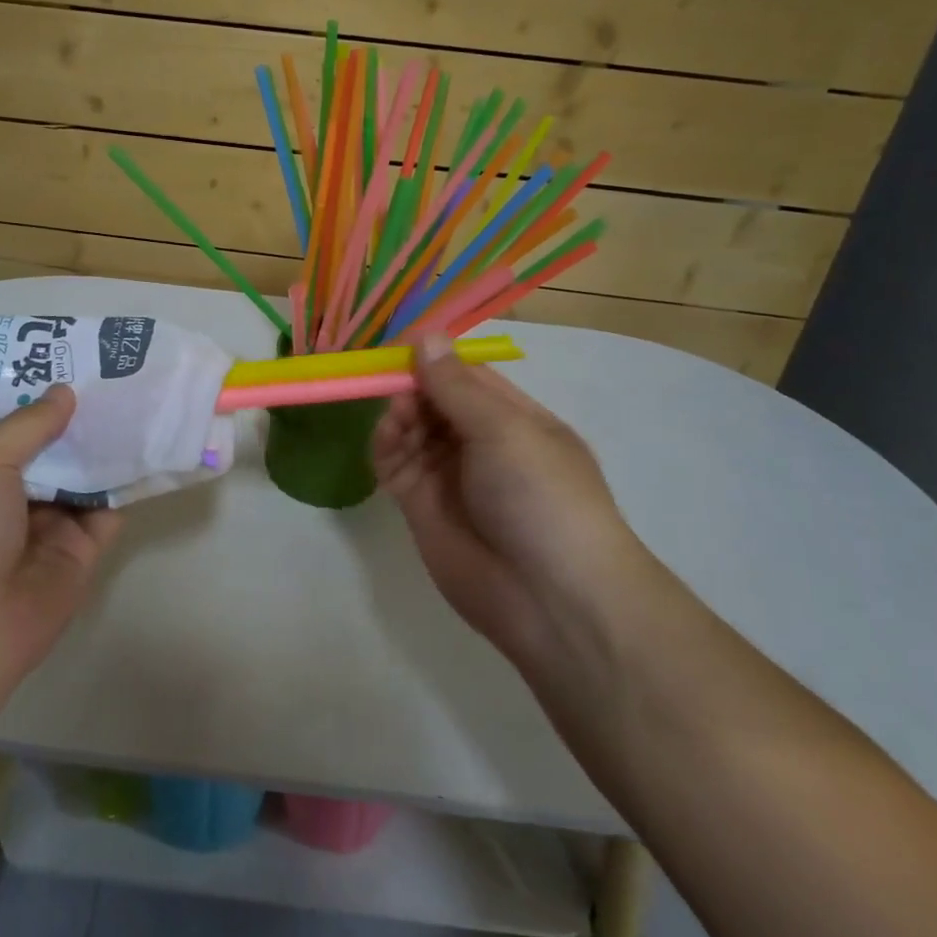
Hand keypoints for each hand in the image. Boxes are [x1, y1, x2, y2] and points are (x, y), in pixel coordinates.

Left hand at [0, 386, 121, 677]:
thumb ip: (28, 427)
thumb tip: (66, 391)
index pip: (20, 429)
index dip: (45, 398)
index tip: (77, 361)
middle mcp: (19, 498)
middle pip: (60, 450)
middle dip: (85, 418)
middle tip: (122, 373)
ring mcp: (53, 526)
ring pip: (89, 476)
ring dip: (111, 446)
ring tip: (145, 399)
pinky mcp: (85, 553)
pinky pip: (112, 510)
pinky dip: (130, 483)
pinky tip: (153, 447)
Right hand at [372, 335, 644, 667]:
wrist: (551, 600)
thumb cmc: (542, 497)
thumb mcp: (505, 430)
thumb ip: (456, 386)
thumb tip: (426, 336)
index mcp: (515, 419)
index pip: (468, 376)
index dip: (435, 359)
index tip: (400, 345)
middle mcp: (481, 443)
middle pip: (434, 400)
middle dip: (411, 386)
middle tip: (391, 383)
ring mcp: (450, 475)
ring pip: (411, 429)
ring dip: (398, 415)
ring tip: (398, 419)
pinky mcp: (421, 506)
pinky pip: (394, 464)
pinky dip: (385, 446)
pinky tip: (387, 439)